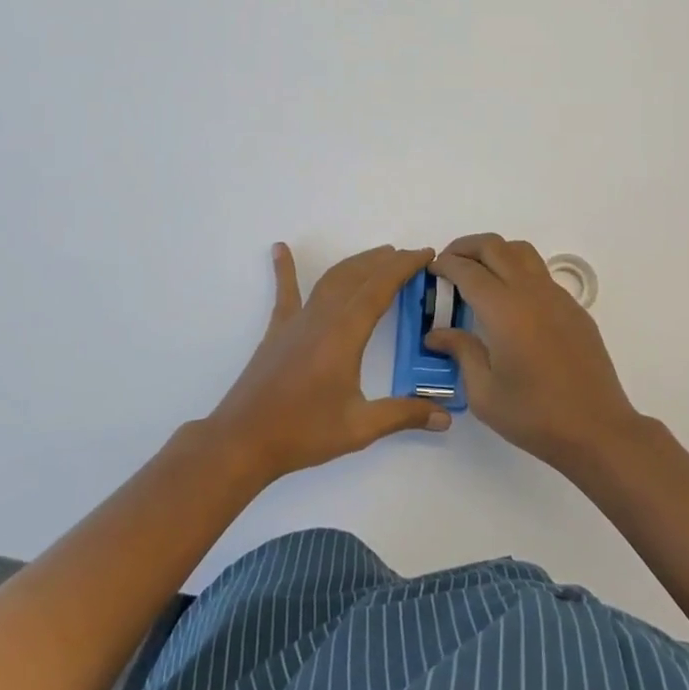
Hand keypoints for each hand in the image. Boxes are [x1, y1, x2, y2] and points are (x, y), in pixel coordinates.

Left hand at [207, 242, 450, 482]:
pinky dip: (285, 268)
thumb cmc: (303, 432)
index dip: (404, 267)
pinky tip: (280, 249)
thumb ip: (403, 415)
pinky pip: (285, 292)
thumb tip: (445, 418)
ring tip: (378, 254)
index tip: (425, 254)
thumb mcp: (360, 428)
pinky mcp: (277, 330)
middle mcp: (322, 317)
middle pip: (357, 276)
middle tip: (409, 255)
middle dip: (385, 261)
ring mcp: (296, 321)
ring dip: (356, 263)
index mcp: (345, 334)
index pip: (380, 288)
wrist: (243, 441)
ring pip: (330, 279)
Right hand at [427, 233, 642, 470]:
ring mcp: (557, 297)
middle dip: (466, 247)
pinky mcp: (574, 308)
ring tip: (478, 273)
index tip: (431, 269)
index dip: (445, 264)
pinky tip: (510, 302)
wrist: (597, 429)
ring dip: (495, 252)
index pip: (468, 270)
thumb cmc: (535, 415)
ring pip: (522, 252)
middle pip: (494, 247)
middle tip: (448, 263)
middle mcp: (531, 292)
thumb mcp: (485, 393)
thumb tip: (437, 333)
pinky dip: (518, 271)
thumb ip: (461, 352)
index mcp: (504, 310)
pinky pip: (540, 274)